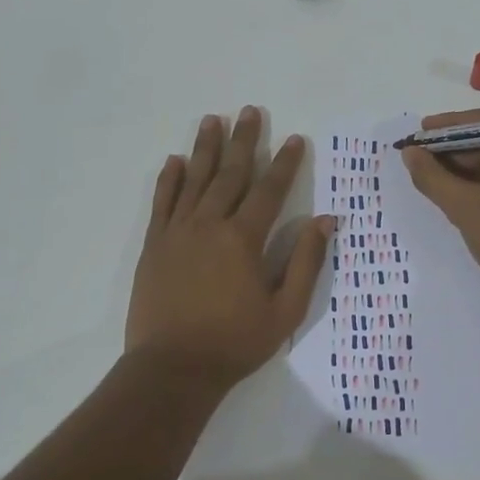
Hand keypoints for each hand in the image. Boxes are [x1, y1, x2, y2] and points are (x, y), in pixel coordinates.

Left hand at [126, 107, 333, 389]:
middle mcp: (209, 225)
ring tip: (212, 120)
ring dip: (205, 148)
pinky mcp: (154, 246)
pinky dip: (169, 180)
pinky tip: (174, 160)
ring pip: (194, 180)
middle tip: (250, 111)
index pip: (269, 191)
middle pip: (230, 174)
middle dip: (243, 141)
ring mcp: (177, 233)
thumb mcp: (285, 309)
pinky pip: (162, 203)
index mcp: (243, 239)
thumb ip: (305, 261)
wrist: (173, 368)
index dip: (284, 164)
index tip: (295, 139)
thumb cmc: (236, 342)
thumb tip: (325, 220)